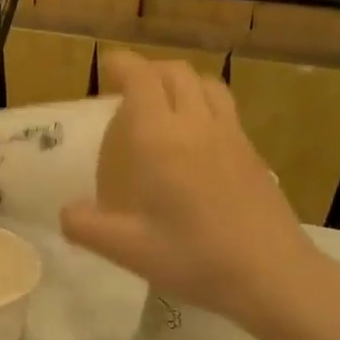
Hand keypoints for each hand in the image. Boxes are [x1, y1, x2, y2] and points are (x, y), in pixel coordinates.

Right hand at [60, 50, 323, 333]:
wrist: (272, 274)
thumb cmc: (194, 257)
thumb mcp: (128, 250)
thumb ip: (87, 227)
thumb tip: (66, 212)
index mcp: (161, 138)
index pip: (142, 79)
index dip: (123, 65)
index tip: (107, 66)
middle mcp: (197, 125)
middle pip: (175, 72)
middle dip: (149, 70)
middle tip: (130, 88)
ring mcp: (231, 135)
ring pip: (206, 84)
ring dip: (181, 81)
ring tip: (166, 102)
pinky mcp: (252, 152)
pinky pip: (225, 108)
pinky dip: (204, 103)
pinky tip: (198, 138)